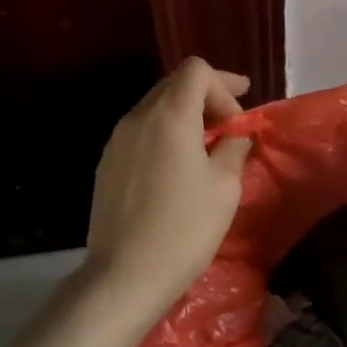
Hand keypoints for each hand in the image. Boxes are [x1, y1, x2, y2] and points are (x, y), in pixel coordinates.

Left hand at [83, 58, 254, 325]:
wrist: (123, 276)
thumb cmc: (184, 229)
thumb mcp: (224, 187)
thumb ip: (233, 148)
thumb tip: (235, 135)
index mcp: (170, 116)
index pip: (197, 70)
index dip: (224, 85)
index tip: (239, 118)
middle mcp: (138, 117)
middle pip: (174, 84)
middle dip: (206, 97)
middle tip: (230, 125)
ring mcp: (117, 140)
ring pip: (155, 106)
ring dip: (185, 116)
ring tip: (206, 147)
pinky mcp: (107, 163)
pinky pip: (141, 131)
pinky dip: (164, 134)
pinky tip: (177, 166)